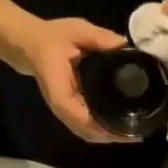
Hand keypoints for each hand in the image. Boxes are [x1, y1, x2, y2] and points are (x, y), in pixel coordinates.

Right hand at [18, 18, 134, 142]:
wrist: (32, 45)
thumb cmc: (52, 38)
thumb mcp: (76, 30)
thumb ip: (99, 37)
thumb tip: (124, 45)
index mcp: (59, 88)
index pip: (75, 113)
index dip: (97, 125)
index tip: (121, 128)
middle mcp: (60, 105)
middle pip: (84, 130)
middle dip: (109, 135)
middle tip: (136, 133)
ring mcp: (64, 110)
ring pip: (85, 132)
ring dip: (106, 136)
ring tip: (132, 133)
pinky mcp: (70, 109)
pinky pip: (85, 126)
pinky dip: (101, 131)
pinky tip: (119, 128)